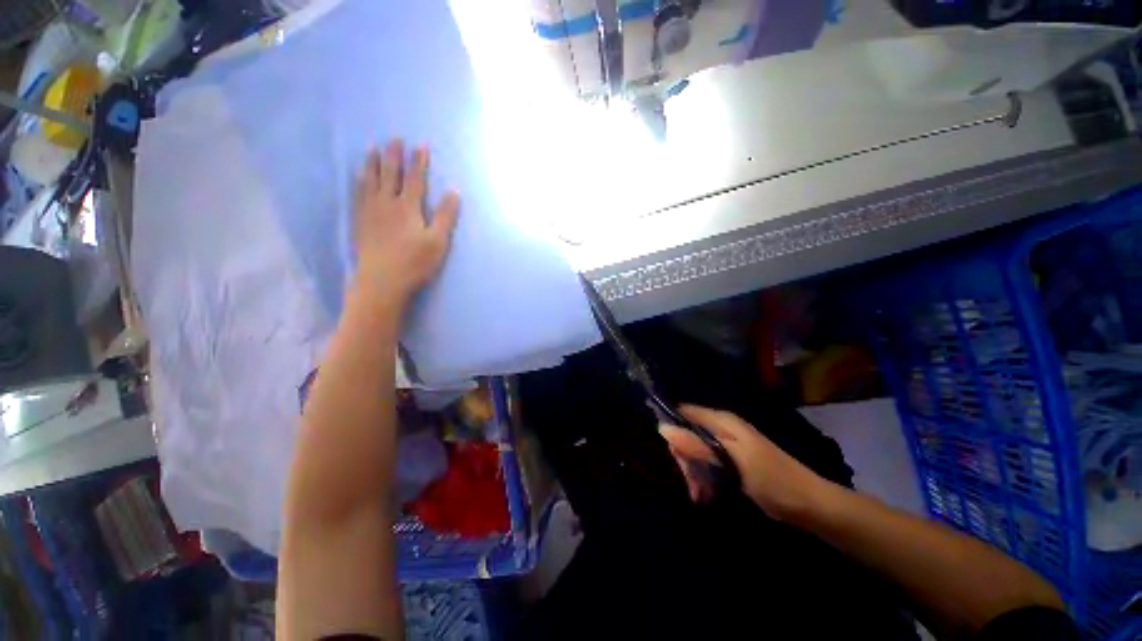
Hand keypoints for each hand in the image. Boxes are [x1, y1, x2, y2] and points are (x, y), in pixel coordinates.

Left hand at [352, 139, 459, 302]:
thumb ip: (446, 216)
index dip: (419, 161)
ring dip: (373, 162)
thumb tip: (453, 191)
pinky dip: (359, 180)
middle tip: (394, 138)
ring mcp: (370, 210)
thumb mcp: (438, 241)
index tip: (421, 145)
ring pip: (371, 180)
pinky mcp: (360, 220)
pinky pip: (358, 193)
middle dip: (394, 155)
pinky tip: (359, 176)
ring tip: (373, 148)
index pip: (415, 179)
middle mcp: (387, 202)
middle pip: (390, 173)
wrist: (382, 279)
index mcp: (408, 207)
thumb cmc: (415, 262)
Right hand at [660, 405, 829, 520]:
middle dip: (685, 459)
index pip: (684, 413)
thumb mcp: (732, 464)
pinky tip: (706, 494)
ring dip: (694, 472)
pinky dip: (704, 476)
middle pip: (689, 434)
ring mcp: (727, 443)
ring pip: (697, 450)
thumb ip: (697, 446)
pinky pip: (708, 461)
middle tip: (691, 484)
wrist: (810, 504)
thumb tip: (662, 429)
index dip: (672, 428)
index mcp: (722, 421)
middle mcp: (722, 427)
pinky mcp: (732, 458)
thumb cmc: (772, 481)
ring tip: (700, 495)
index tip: (670, 453)